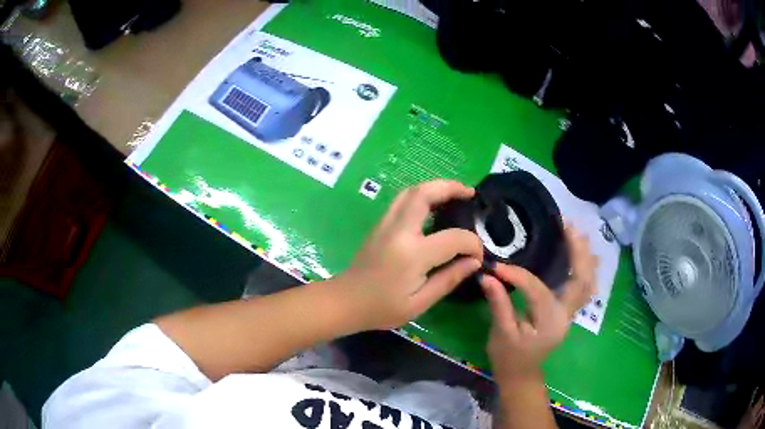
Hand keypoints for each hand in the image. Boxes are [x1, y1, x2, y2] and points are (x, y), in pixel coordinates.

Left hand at [337, 180, 483, 330]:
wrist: (345, 301)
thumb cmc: (382, 308)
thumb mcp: (419, 303)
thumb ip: (449, 279)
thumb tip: (474, 262)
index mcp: (412, 253)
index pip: (453, 238)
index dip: (472, 244)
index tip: (479, 255)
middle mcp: (399, 230)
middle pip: (425, 194)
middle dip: (451, 188)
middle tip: (470, 193)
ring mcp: (386, 224)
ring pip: (411, 192)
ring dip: (435, 187)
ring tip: (454, 194)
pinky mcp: (380, 225)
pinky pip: (403, 200)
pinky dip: (422, 195)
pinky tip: (433, 205)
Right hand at [480, 226, 597, 383]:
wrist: (521, 374)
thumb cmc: (509, 356)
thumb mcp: (501, 333)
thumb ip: (498, 304)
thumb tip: (488, 276)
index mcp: (549, 321)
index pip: (537, 289)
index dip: (517, 275)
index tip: (497, 266)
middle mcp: (565, 314)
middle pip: (580, 280)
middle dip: (577, 252)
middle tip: (569, 226)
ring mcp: (569, 313)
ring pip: (587, 282)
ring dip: (585, 258)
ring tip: (579, 234)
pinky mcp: (567, 312)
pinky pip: (583, 288)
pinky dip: (585, 270)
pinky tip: (584, 256)